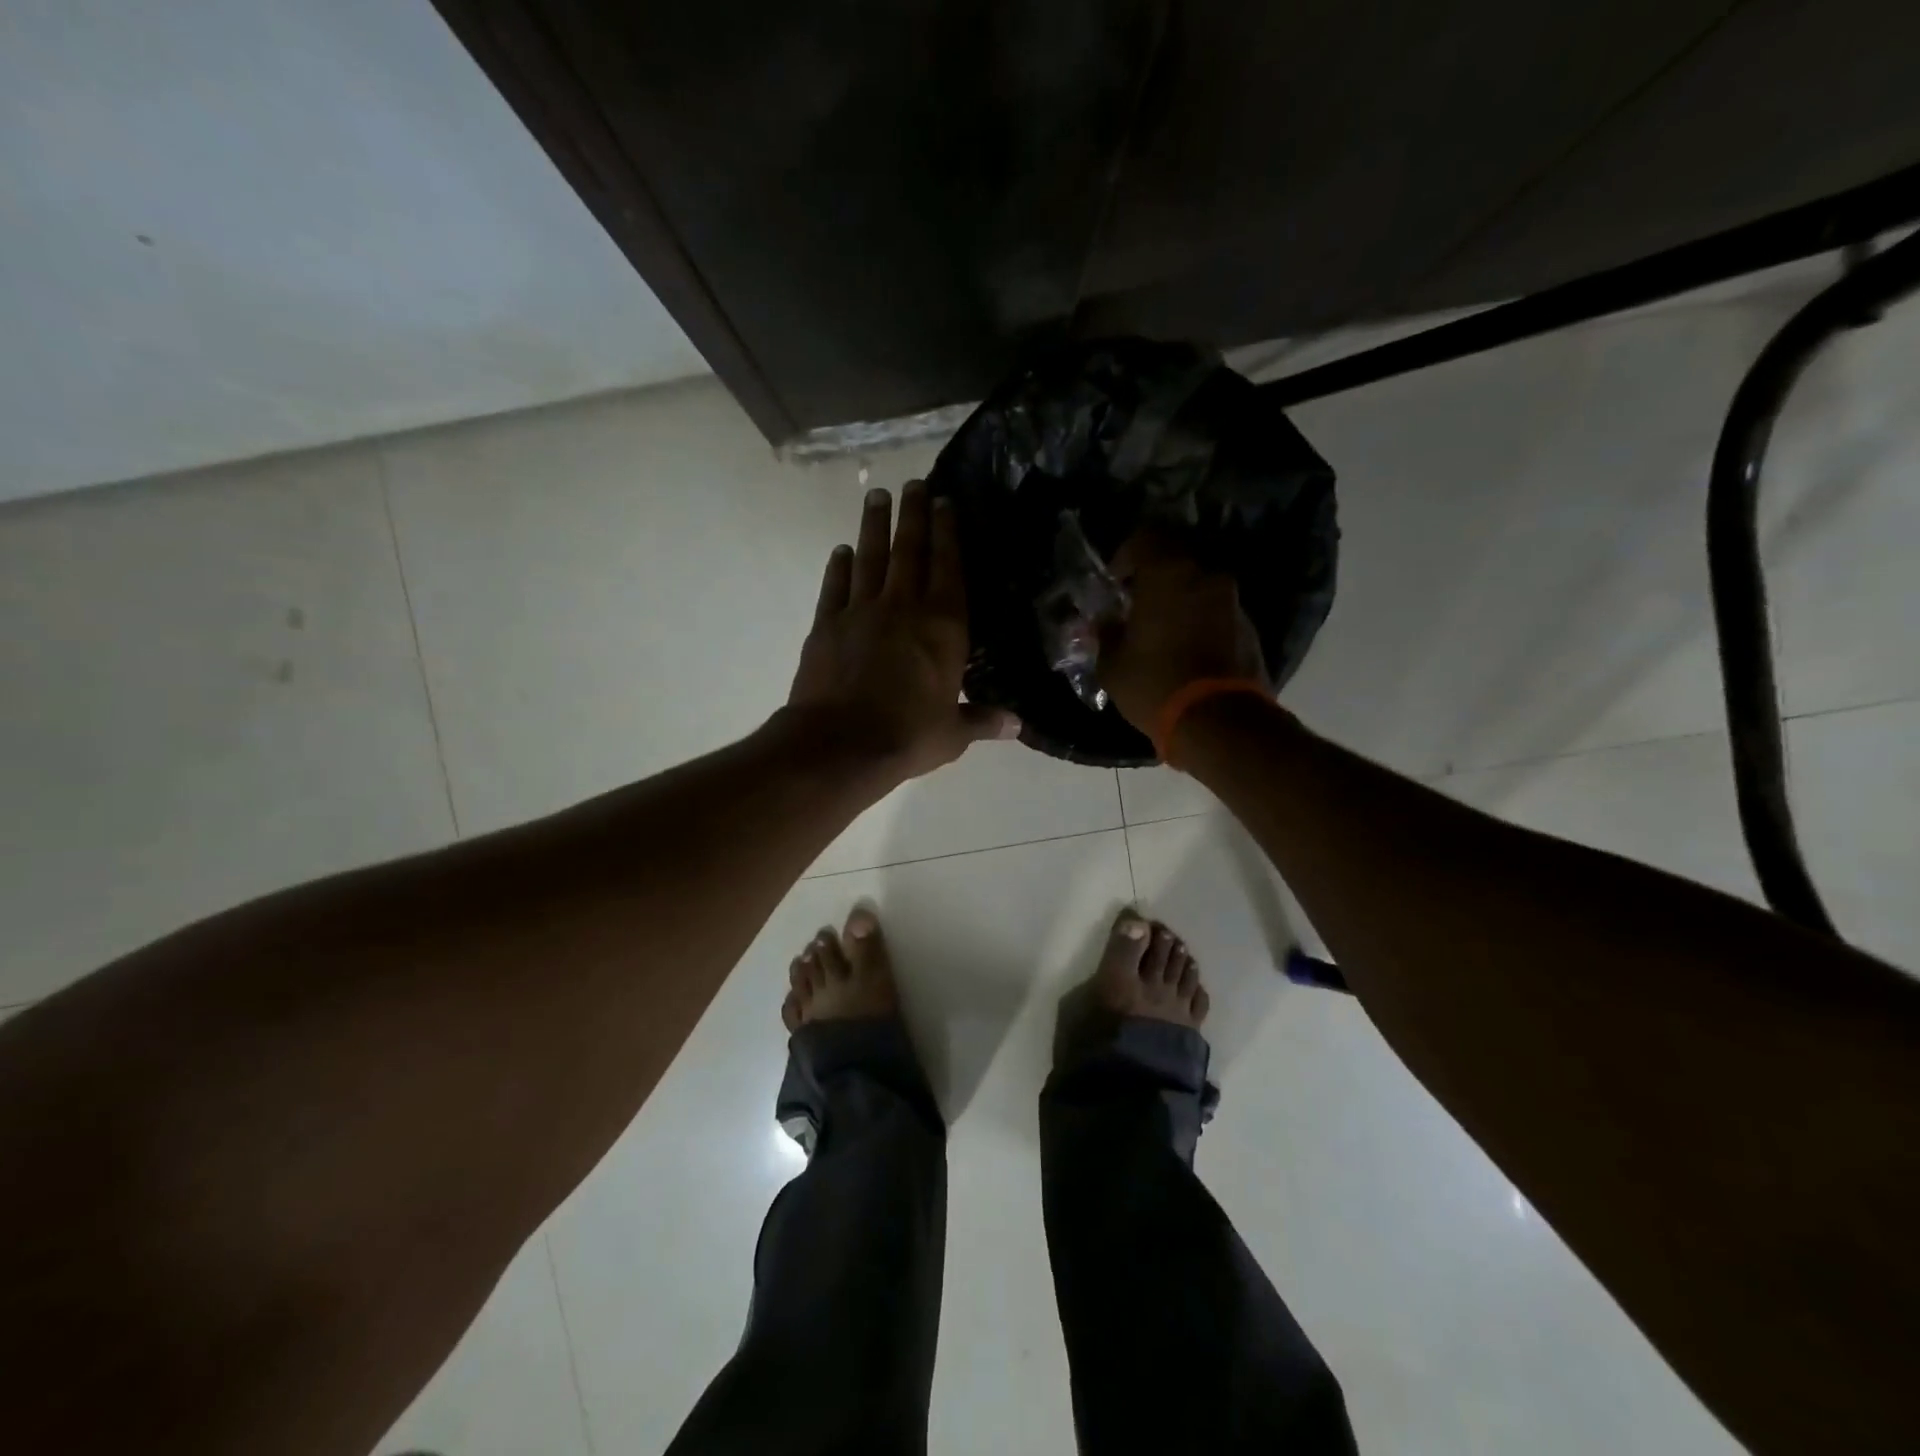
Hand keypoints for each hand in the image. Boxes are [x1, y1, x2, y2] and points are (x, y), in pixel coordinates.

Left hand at [787, 481, 1018, 782]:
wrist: (840, 744)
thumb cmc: (907, 736)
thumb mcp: (953, 733)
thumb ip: (983, 720)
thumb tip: (1018, 725)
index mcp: (943, 627)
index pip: (949, 568)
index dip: (948, 533)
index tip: (945, 502)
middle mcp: (904, 607)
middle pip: (910, 551)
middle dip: (913, 514)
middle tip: (914, 483)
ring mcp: (861, 612)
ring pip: (870, 558)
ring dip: (874, 525)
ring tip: (877, 495)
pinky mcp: (827, 624)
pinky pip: (835, 586)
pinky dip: (839, 566)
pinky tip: (842, 551)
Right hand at [1099, 529, 1269, 730]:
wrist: (1218, 721)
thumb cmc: (1155, 684)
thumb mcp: (1112, 664)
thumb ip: (1106, 633)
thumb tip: (1105, 622)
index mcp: (1168, 573)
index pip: (1146, 536)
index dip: (1125, 554)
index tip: (1114, 581)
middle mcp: (1205, 575)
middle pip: (1176, 555)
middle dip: (1153, 574)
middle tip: (1134, 601)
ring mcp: (1231, 599)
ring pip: (1198, 582)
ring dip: (1178, 596)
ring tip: (1159, 627)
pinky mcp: (1248, 625)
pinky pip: (1215, 608)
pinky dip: (1198, 616)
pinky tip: (1183, 645)